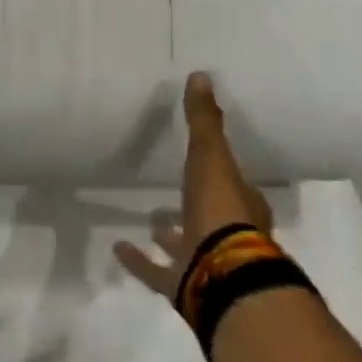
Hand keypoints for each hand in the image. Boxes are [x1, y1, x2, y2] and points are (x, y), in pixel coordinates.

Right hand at [114, 73, 271, 299]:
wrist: (224, 274)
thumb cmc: (222, 210)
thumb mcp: (211, 156)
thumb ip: (204, 120)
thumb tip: (201, 75)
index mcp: (243, 207)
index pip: (238, 188)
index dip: (226, 176)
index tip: (210, 164)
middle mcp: (230, 236)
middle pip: (214, 218)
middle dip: (197, 206)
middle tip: (177, 190)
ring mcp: (206, 263)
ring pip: (187, 245)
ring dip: (169, 233)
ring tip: (150, 218)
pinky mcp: (183, 285)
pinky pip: (157, 272)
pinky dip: (139, 261)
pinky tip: (118, 248)